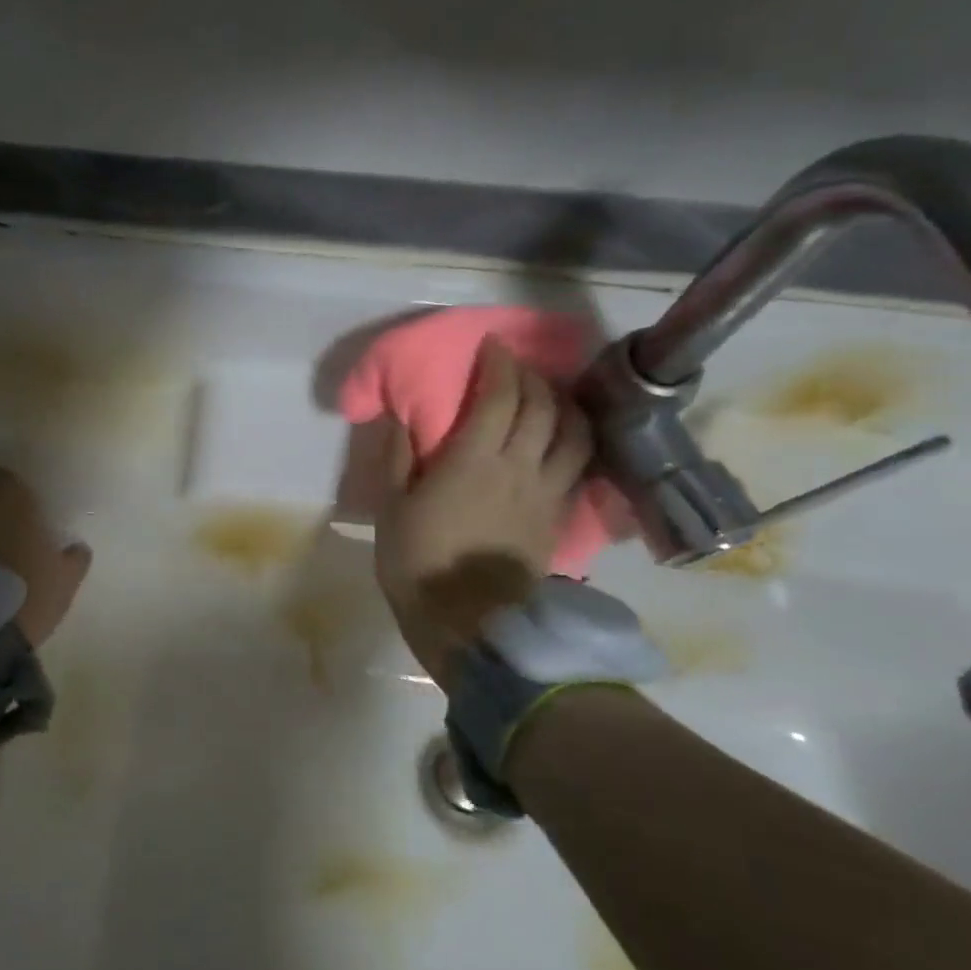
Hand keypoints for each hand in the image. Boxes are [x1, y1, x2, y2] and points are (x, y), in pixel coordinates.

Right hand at [375, 341, 592, 685]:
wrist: (470, 623)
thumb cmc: (419, 563)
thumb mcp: (391, 509)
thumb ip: (398, 459)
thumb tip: (401, 418)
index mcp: (473, 460)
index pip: (500, 396)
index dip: (500, 365)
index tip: (492, 346)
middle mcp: (520, 467)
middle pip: (542, 407)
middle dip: (531, 377)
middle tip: (515, 367)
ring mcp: (546, 493)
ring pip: (573, 433)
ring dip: (564, 405)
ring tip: (550, 396)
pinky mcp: (558, 518)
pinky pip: (579, 466)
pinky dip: (576, 441)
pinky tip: (565, 440)